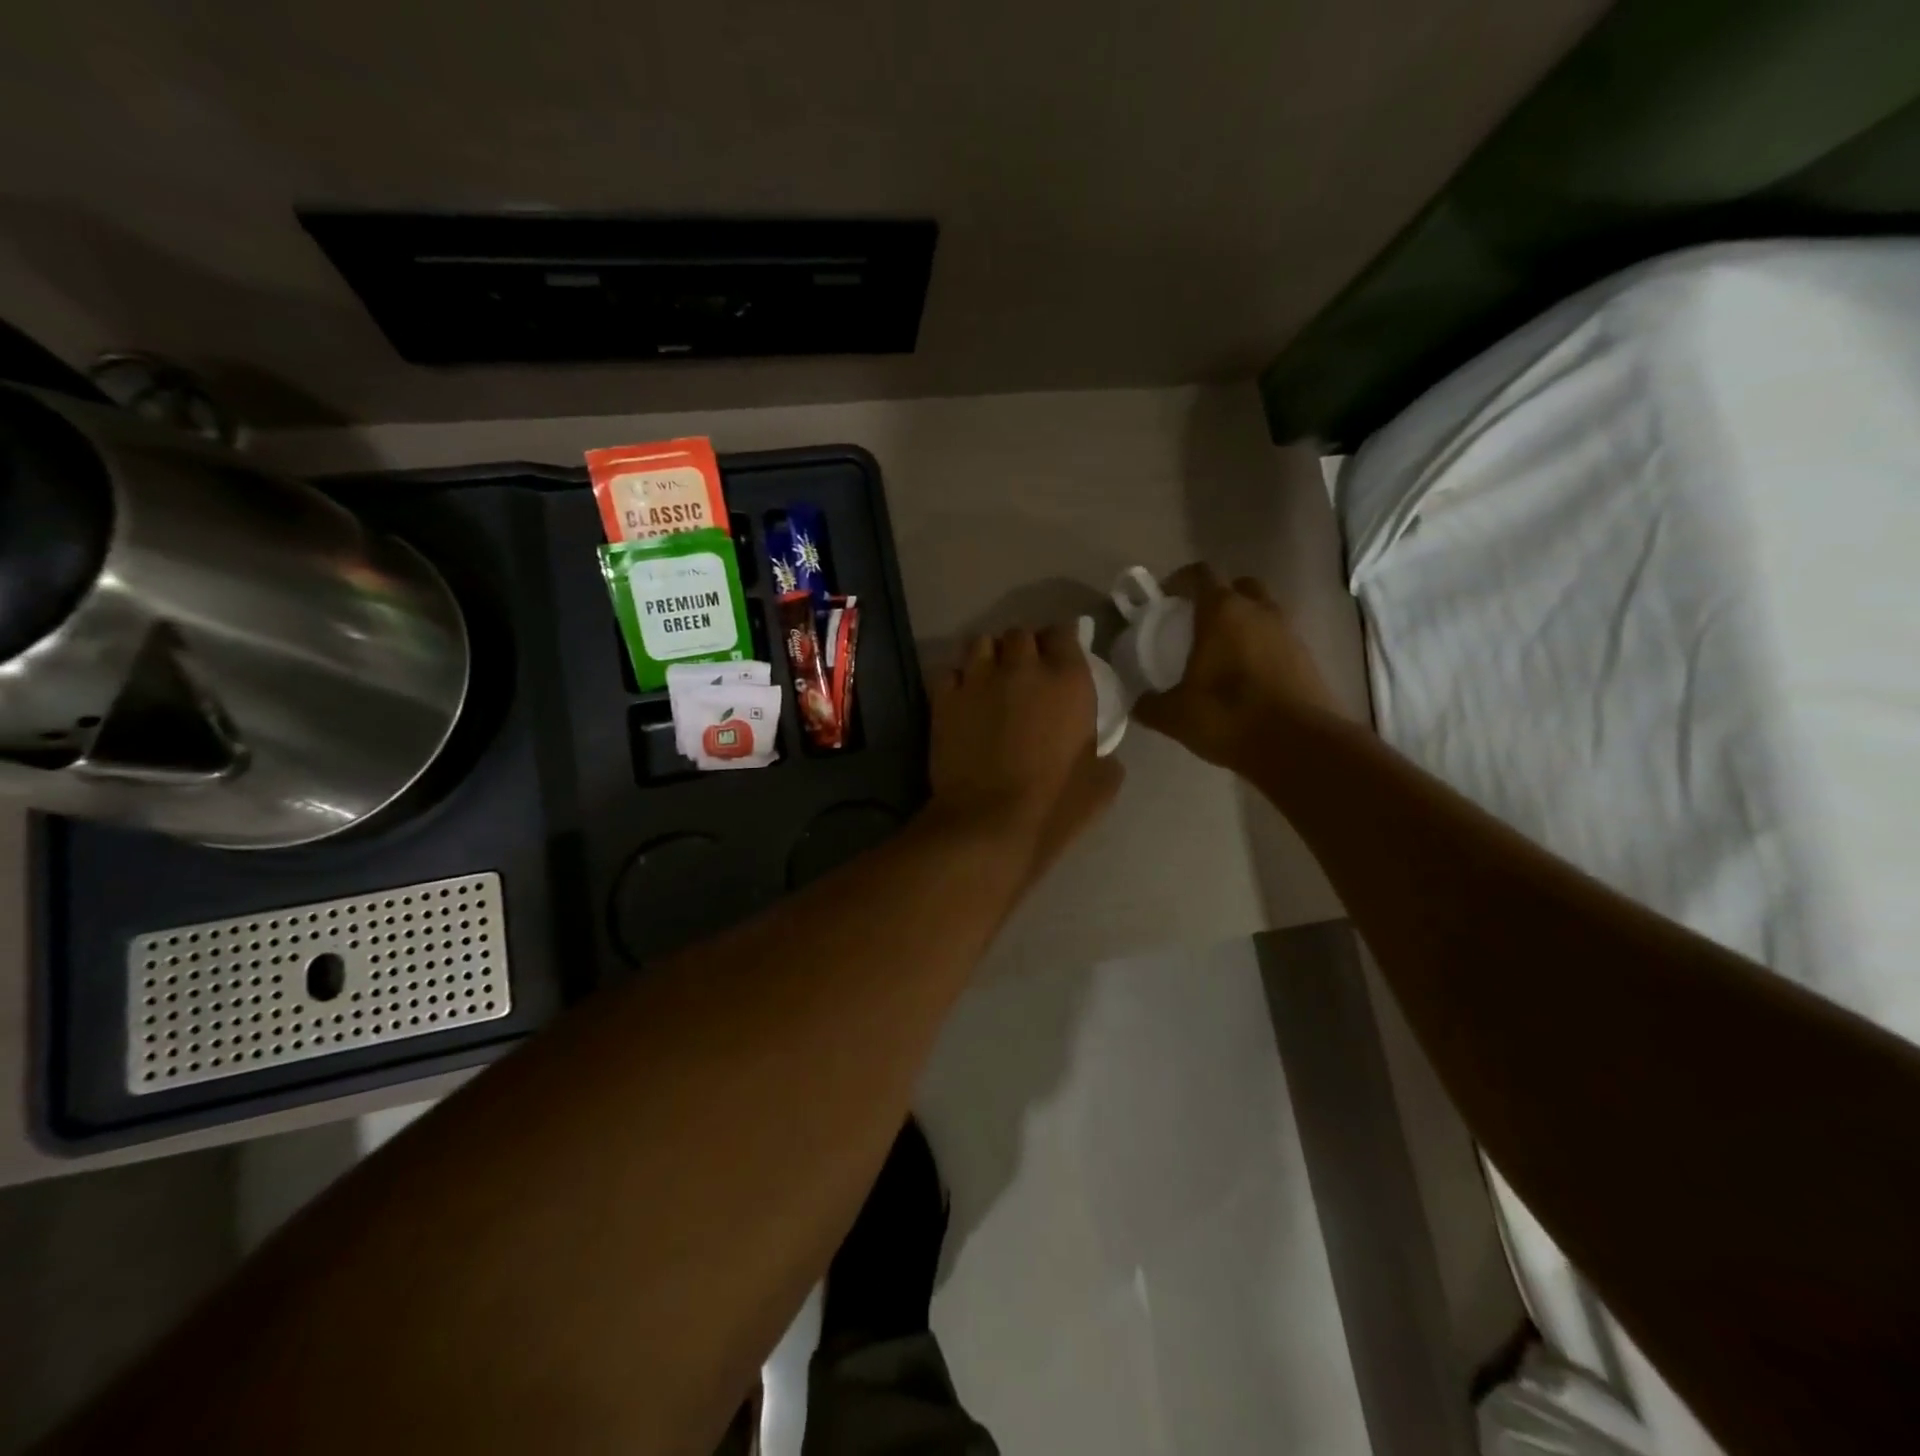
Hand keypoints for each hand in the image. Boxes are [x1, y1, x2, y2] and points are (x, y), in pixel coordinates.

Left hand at [928, 626, 1121, 865]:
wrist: (988, 823)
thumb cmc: (1053, 805)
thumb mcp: (1101, 784)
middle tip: (1023, 670)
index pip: (1064, 633)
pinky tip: (961, 697)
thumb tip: (1101, 754)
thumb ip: (1104, 756)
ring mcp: (978, 680)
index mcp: (1068, 681)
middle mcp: (1022, 668)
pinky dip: (956, 679)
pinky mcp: (944, 699)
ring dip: (988, 655)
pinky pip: (948, 671)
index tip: (1060, 654)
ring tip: (989, 676)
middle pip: (1019, 634)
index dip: (1061, 641)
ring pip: (980, 642)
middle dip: (1023, 647)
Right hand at [1131, 564, 1339, 769]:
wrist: (1299, 745)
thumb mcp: (1175, 716)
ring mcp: (1288, 632)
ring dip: (1243, 622)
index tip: (1165, 597)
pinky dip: (1261, 647)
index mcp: (1222, 612)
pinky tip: (1246, 676)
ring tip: (1222, 651)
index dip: (1180, 580)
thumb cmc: (1229, 717)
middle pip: (1238, 586)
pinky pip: (1278, 639)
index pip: (1200, 575)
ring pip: (1263, 611)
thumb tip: (1138, 704)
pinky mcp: (1307, 657)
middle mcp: (1259, 611)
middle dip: (1218, 596)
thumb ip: (1151, 705)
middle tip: (1198, 622)